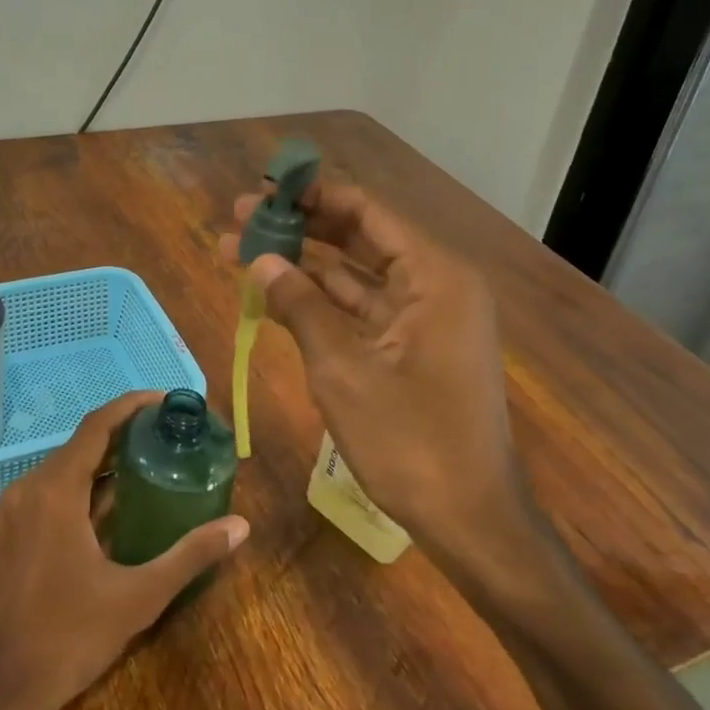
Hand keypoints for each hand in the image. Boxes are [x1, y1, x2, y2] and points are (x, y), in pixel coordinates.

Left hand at [0, 392, 249, 709]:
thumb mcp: (138, 597)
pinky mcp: (9, 531)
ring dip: (104, 460)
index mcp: (56, 490)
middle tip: (168, 434)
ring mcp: (13, 509)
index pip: (97, 425)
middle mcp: (30, 487)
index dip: (131, 405)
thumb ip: (190, 555)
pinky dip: (84, 485)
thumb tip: (240, 527)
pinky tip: (114, 504)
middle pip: (81, 442)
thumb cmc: (67, 637)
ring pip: (65, 467)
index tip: (165, 399)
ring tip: (150, 461)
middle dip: (124, 432)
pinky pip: (51, 490)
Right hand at [220, 182, 539, 565]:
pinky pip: (362, 310)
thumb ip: (300, 306)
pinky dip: (320, 303)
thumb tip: (259, 259)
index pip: (366, 211)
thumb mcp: (344, 370)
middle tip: (240, 217)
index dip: (312, 196)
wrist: (469, 519)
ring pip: (356, 275)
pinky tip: (274, 293)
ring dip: (302, 265)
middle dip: (299, 227)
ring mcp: (425, 318)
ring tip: (240, 249)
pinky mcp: (412, 348)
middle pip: (359, 238)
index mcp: (434, 276)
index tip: (263, 190)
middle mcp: (435, 284)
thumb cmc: (410, 440)